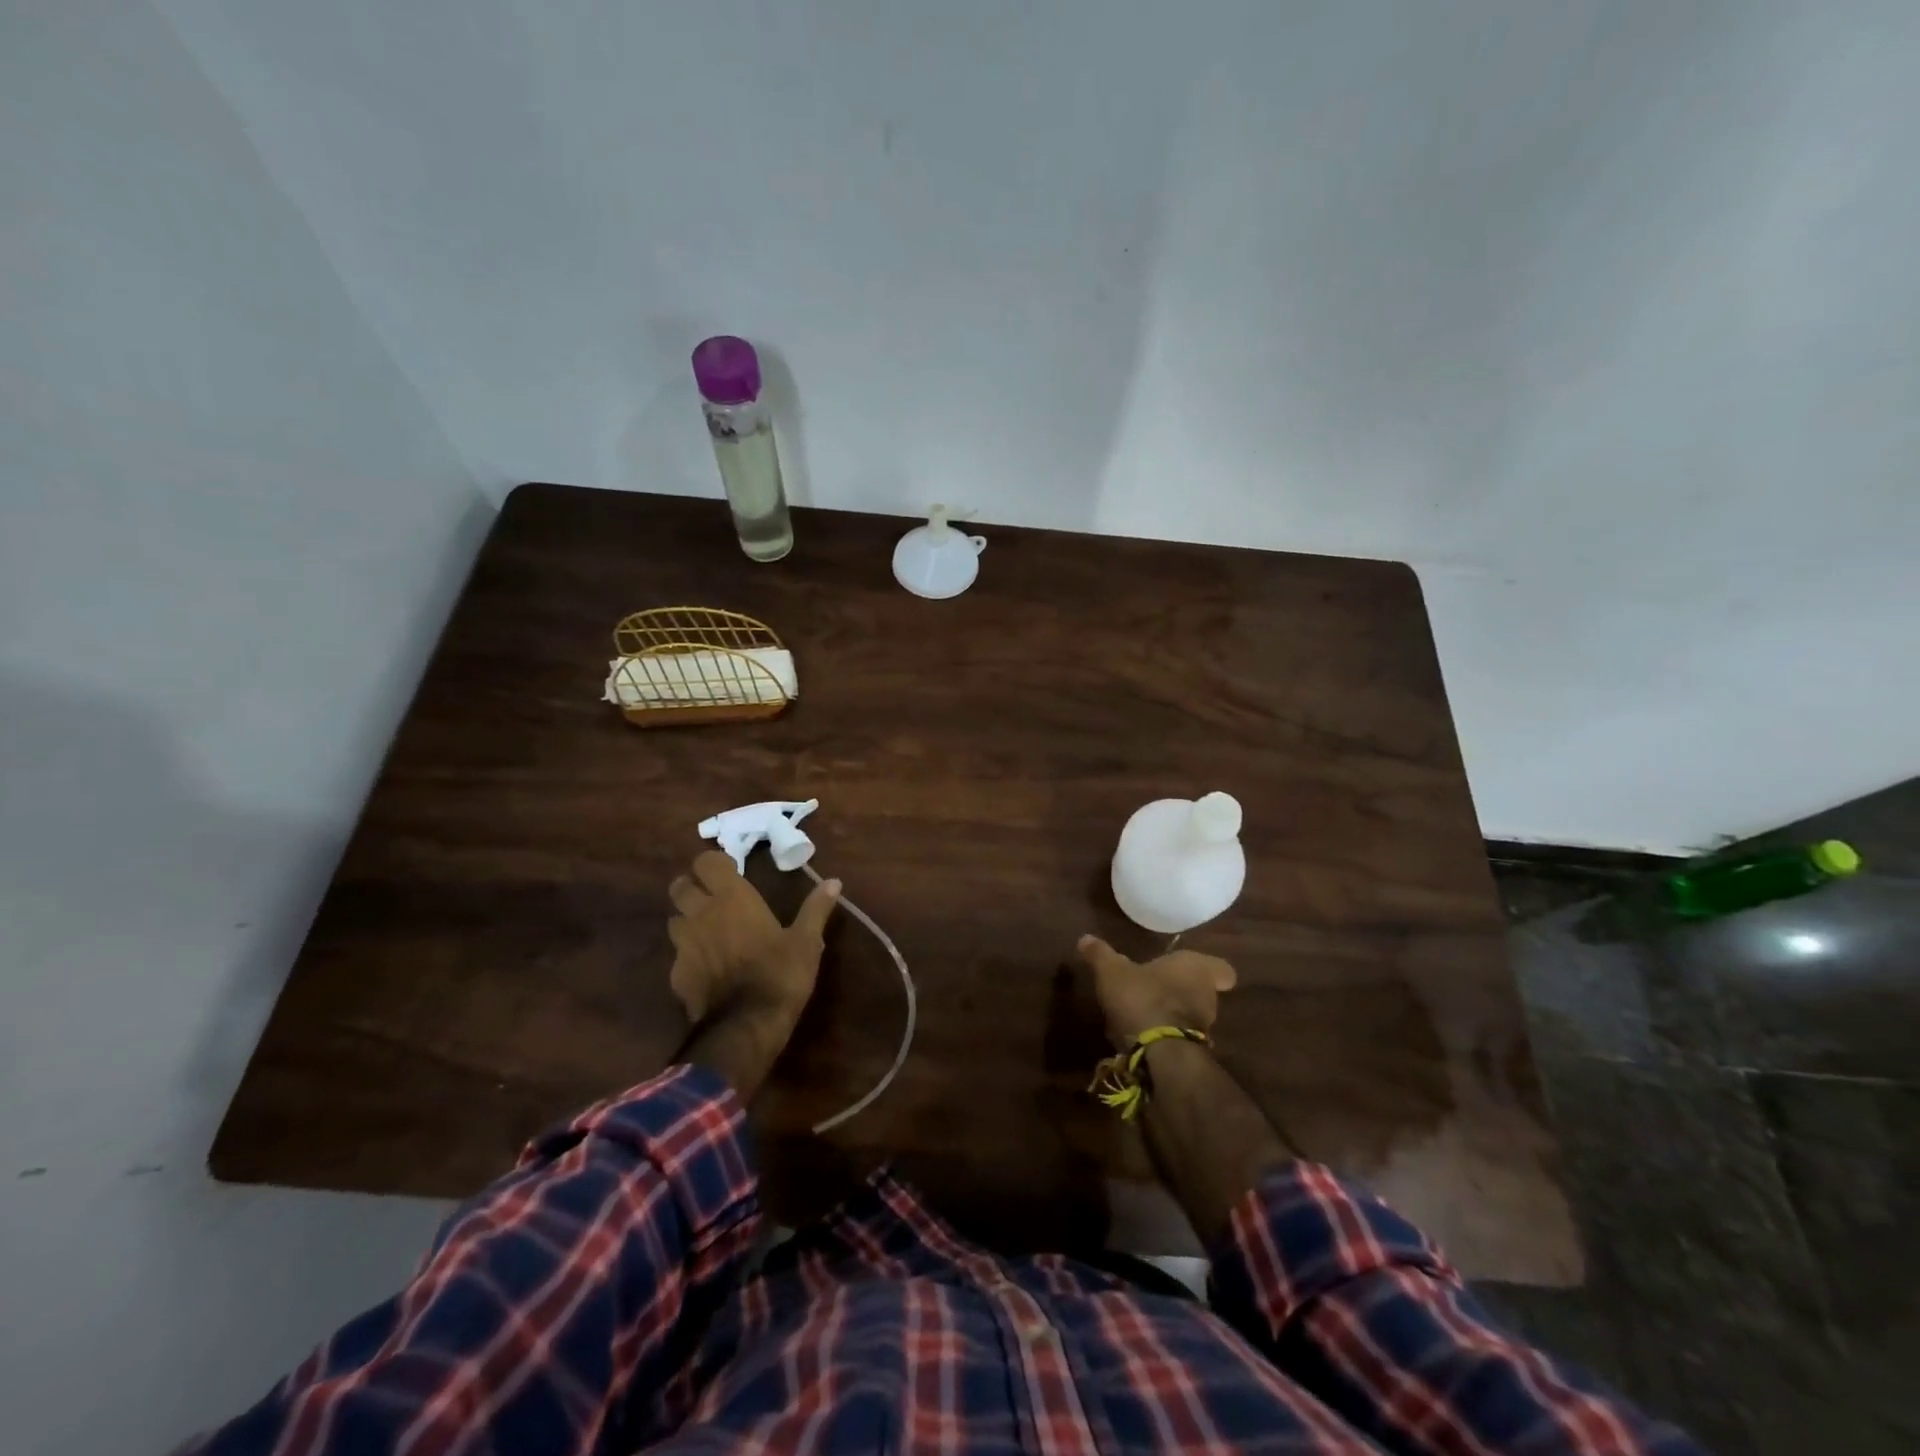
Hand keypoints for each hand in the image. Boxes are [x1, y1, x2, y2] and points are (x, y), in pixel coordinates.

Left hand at [668, 851, 840, 1023]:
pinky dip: (688, 956)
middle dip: (692, 887)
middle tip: (712, 897)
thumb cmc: (780, 974)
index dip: (715, 864)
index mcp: (732, 898)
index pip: (706, 862)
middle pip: (680, 886)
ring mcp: (684, 945)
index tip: (731, 872)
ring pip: (673, 919)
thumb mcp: (807, 941)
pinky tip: (706, 968)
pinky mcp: (676, 975)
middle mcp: (702, 914)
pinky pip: (677, 955)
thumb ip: (816, 908)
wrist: (746, 1027)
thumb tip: (834, 881)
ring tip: (707, 930)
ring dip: (687, 919)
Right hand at [1076, 936, 1235, 1047]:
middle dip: (1180, 990)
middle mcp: (1207, 996)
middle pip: (1202, 991)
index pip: (1222, 969)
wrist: (1159, 1052)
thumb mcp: (1111, 970)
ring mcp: (1203, 1027)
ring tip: (1141, 1012)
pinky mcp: (1191, 1052)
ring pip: (1190, 1015)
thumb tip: (1085, 938)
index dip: (1210, 969)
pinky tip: (1140, 1036)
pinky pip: (1179, 1038)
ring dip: (1171, 1014)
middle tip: (1155, 987)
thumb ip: (1100, 954)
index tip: (1192, 970)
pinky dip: (1164, 1035)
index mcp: (1196, 968)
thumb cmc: (1142, 997)